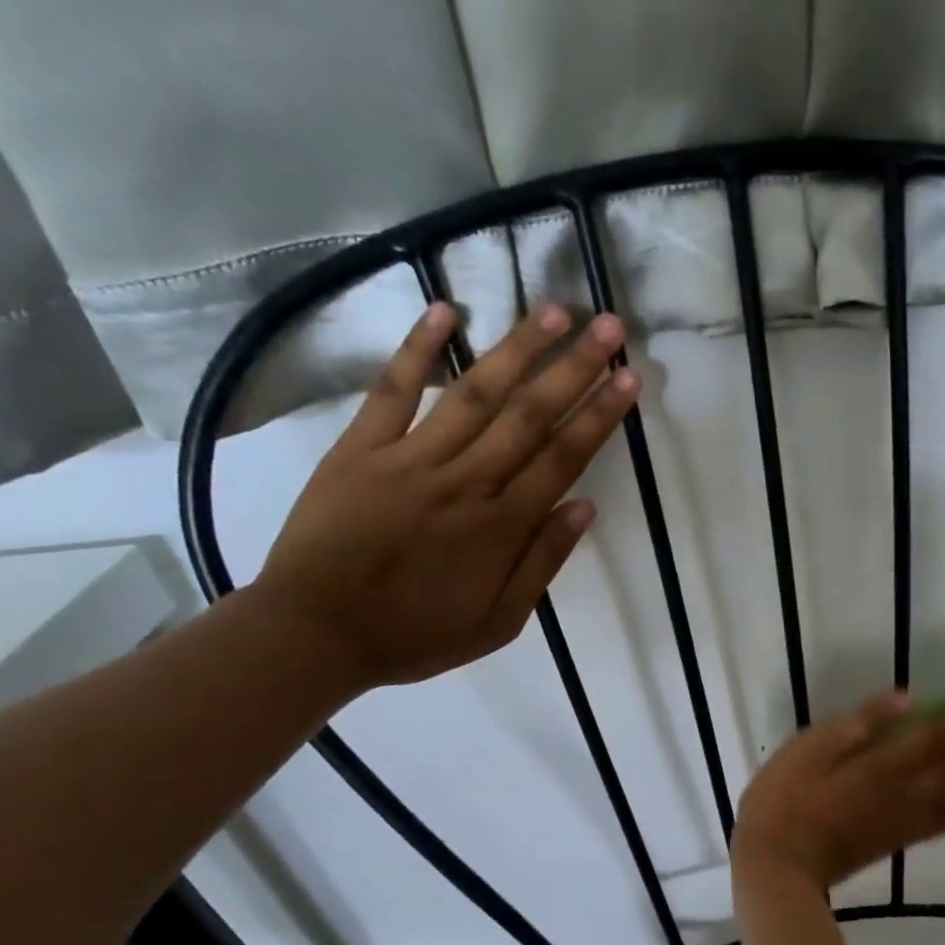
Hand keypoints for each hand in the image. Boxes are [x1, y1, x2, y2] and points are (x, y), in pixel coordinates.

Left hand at [247, 301, 638, 690]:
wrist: (315, 634)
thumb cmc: (415, 635)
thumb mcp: (500, 623)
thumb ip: (543, 564)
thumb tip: (585, 507)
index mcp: (501, 527)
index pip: (563, 458)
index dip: (599, 415)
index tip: (628, 375)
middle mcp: (464, 482)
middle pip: (528, 415)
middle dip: (573, 367)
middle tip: (609, 324)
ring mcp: (410, 459)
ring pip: (473, 394)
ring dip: (516, 348)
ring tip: (554, 309)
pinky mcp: (360, 449)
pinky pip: (391, 391)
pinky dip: (417, 349)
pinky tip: (446, 311)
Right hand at [732, 691, 944, 895]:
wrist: (775, 866)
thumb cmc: (783, 798)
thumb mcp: (809, 748)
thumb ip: (859, 724)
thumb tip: (907, 698)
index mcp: (882, 765)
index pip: (940, 738)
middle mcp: (903, 793)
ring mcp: (901, 821)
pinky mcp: (894, 841)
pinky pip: (940, 826)